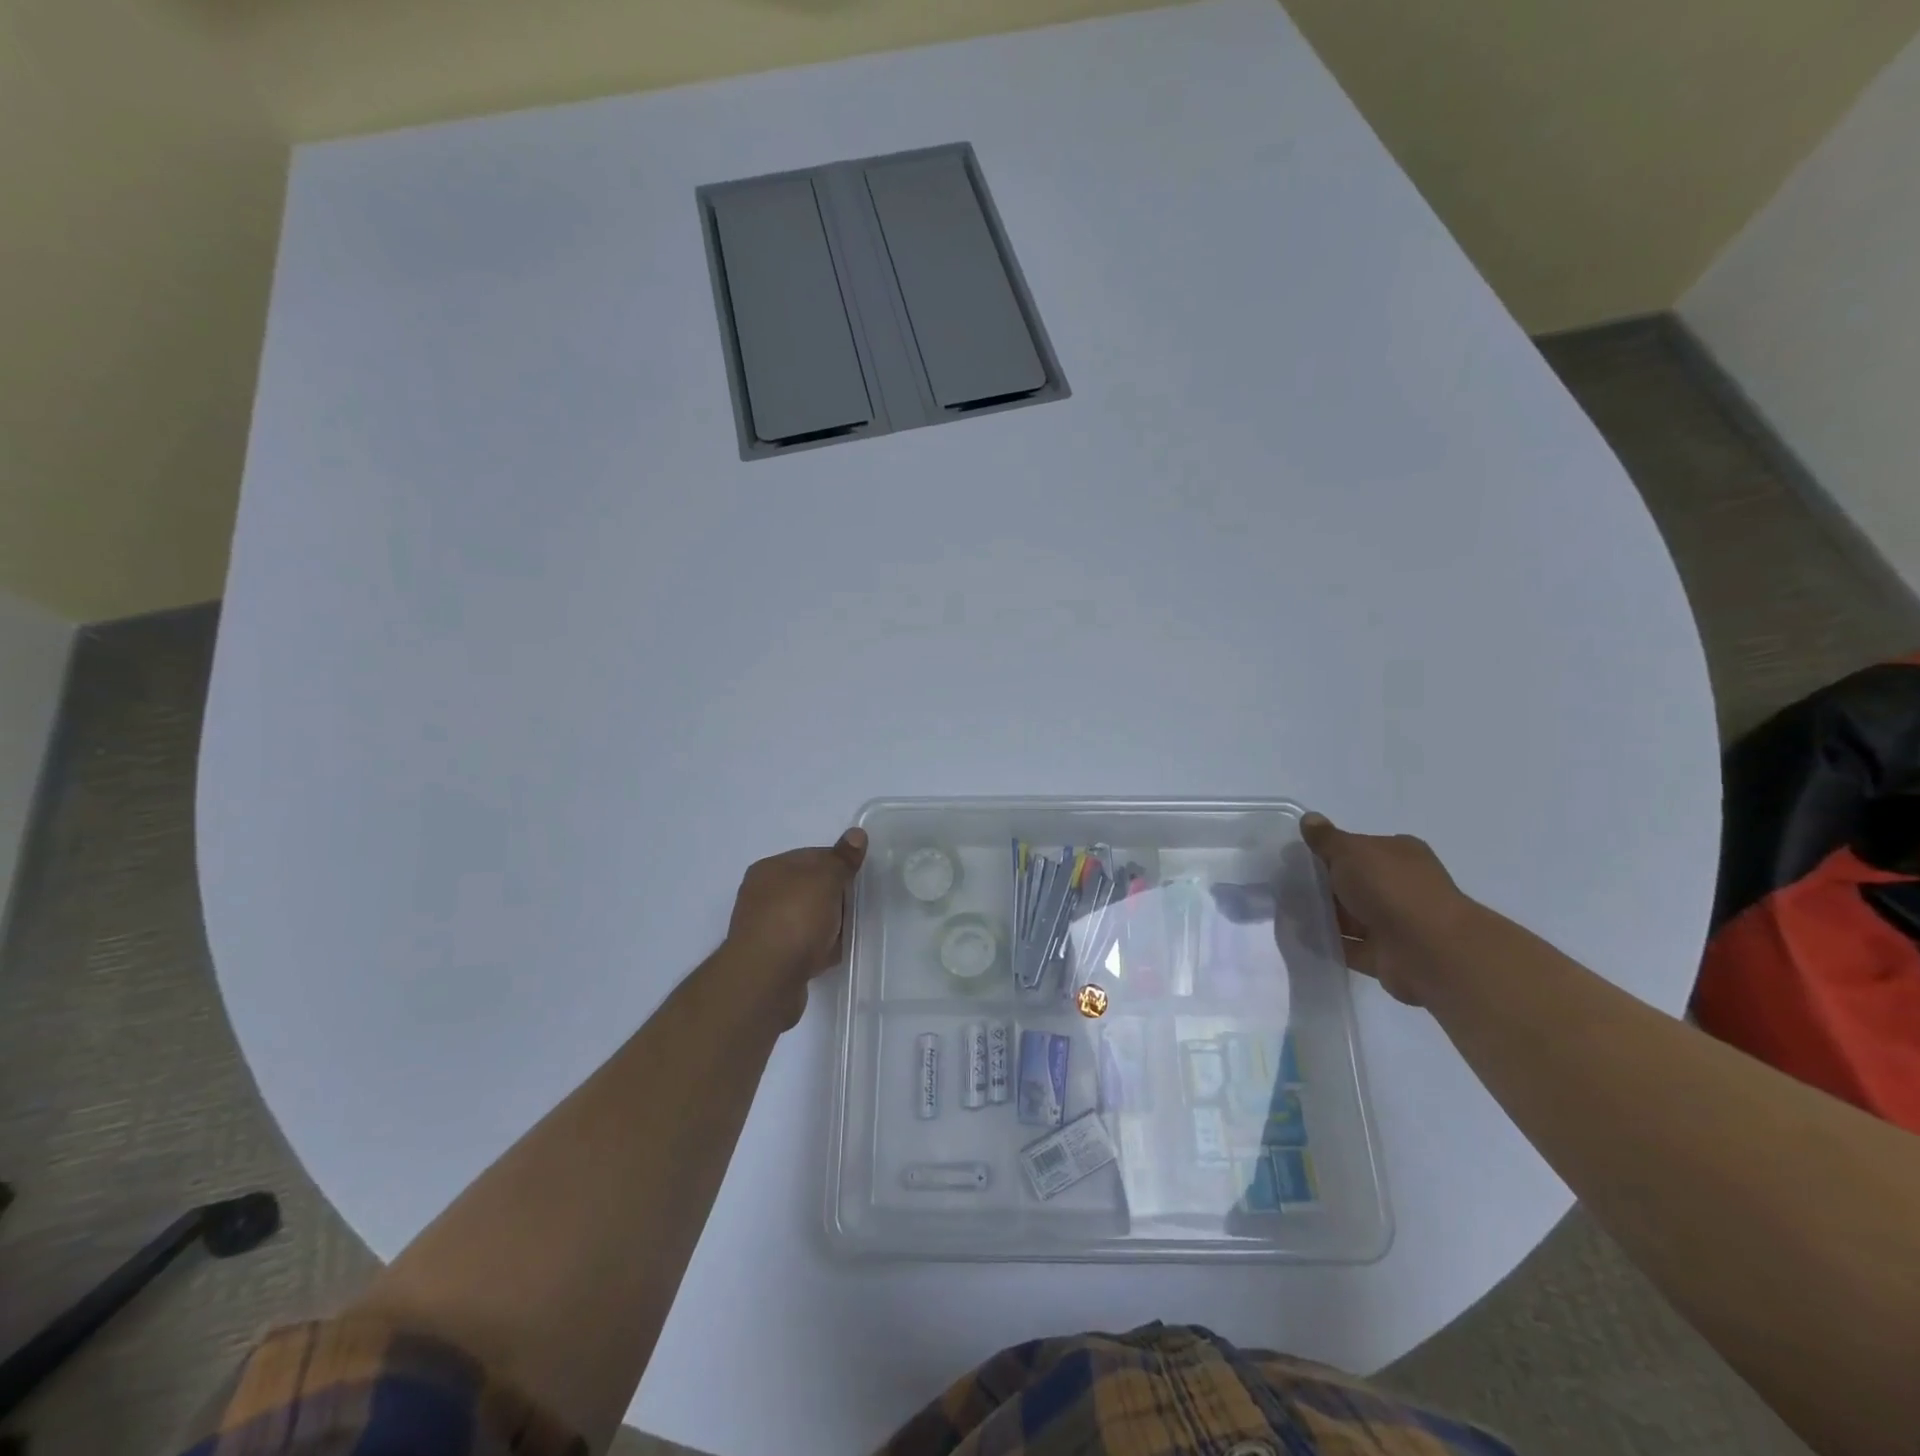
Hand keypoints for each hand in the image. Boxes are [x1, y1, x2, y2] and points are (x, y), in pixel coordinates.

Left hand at [726, 829, 867, 1025]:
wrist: (766, 979)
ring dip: (829, 925)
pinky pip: (804, 946)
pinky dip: (820, 949)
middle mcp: (762, 896)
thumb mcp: (825, 879)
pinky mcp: (772, 959)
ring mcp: (765, 929)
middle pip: (811, 889)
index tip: (859, 878)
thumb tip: (856, 834)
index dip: (838, 864)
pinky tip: (833, 955)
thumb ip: (842, 859)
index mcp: (770, 869)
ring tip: (847, 933)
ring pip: (808, 919)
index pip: (812, 856)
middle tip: (857, 906)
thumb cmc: (795, 918)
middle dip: (835, 897)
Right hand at [1300, 813, 1476, 1005]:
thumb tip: (1309, 818)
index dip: (1329, 851)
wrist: (1427, 949)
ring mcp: (1395, 922)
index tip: (1298, 858)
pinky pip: (1349, 946)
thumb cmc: (1389, 888)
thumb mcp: (1350, 851)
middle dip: (1323, 885)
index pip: (1359, 847)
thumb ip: (1326, 839)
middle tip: (1285, 885)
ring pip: (1350, 915)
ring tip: (1285, 912)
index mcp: (1399, 854)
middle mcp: (1401, 885)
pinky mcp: (1385, 954)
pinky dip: (1329, 942)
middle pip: (1354, 882)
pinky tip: (1300, 937)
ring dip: (1324, 915)